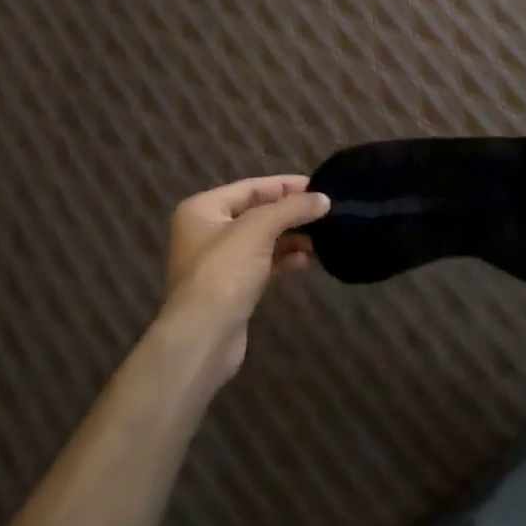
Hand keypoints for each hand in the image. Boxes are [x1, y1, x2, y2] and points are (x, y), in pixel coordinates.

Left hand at [162, 175, 329, 382]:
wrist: (201, 339)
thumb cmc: (223, 272)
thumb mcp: (258, 229)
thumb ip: (292, 209)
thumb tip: (325, 199)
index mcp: (203, 209)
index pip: (251, 187)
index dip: (285, 185)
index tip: (318, 186)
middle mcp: (207, 232)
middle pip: (257, 213)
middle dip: (290, 213)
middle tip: (324, 211)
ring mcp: (218, 262)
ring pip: (262, 240)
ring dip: (291, 237)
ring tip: (322, 237)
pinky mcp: (232, 289)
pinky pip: (263, 264)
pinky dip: (284, 260)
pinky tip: (307, 261)